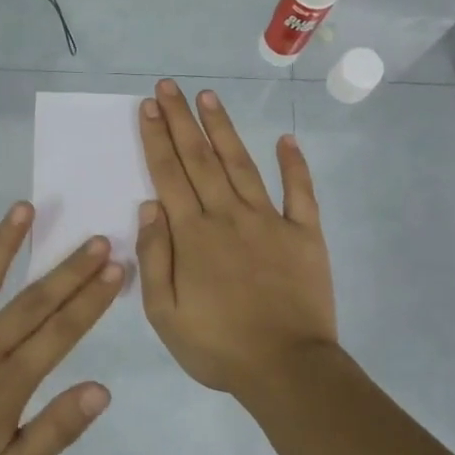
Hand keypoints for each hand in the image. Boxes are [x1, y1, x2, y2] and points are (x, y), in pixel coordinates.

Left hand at [0, 203, 124, 454]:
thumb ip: (56, 430)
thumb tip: (102, 389)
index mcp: (8, 383)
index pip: (61, 331)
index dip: (91, 298)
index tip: (116, 267)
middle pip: (32, 301)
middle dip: (69, 269)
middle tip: (97, 238)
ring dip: (3, 244)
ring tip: (24, 208)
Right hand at [137, 79, 337, 397]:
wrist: (286, 368)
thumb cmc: (217, 345)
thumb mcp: (164, 313)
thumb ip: (155, 256)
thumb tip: (150, 206)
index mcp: (193, 235)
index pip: (169, 175)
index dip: (157, 138)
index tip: (150, 106)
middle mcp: (228, 216)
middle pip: (201, 159)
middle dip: (182, 121)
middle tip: (170, 86)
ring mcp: (270, 221)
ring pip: (242, 165)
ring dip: (224, 129)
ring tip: (210, 97)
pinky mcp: (304, 234)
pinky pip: (300, 192)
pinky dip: (294, 164)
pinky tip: (286, 139)